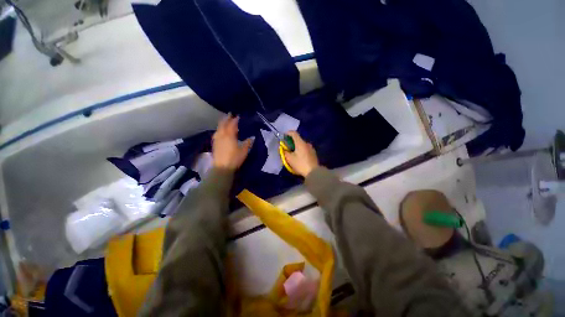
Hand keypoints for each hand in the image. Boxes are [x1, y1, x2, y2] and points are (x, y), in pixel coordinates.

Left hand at [212, 114, 252, 169]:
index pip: (232, 125)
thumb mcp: (244, 151)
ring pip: (219, 128)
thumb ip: (248, 143)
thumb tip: (251, 137)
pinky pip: (216, 133)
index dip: (235, 120)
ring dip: (222, 123)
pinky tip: (220, 131)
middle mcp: (222, 135)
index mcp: (230, 136)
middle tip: (230, 114)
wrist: (222, 167)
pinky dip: (219, 129)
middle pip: (223, 124)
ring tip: (225, 121)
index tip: (238, 116)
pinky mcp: (214, 144)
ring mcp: (217, 139)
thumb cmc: (234, 158)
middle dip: (226, 118)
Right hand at [283, 131, 318, 176]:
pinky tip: (299, 157)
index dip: (288, 133)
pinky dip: (301, 150)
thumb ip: (285, 152)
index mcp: (300, 143)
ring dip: (296, 147)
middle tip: (287, 147)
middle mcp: (307, 143)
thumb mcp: (289, 159)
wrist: (314, 172)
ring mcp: (311, 148)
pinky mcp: (313, 153)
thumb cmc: (300, 164)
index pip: (294, 133)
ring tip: (293, 153)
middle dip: (291, 142)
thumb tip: (282, 148)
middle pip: (298, 139)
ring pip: (302, 145)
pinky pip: (305, 149)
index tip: (284, 136)